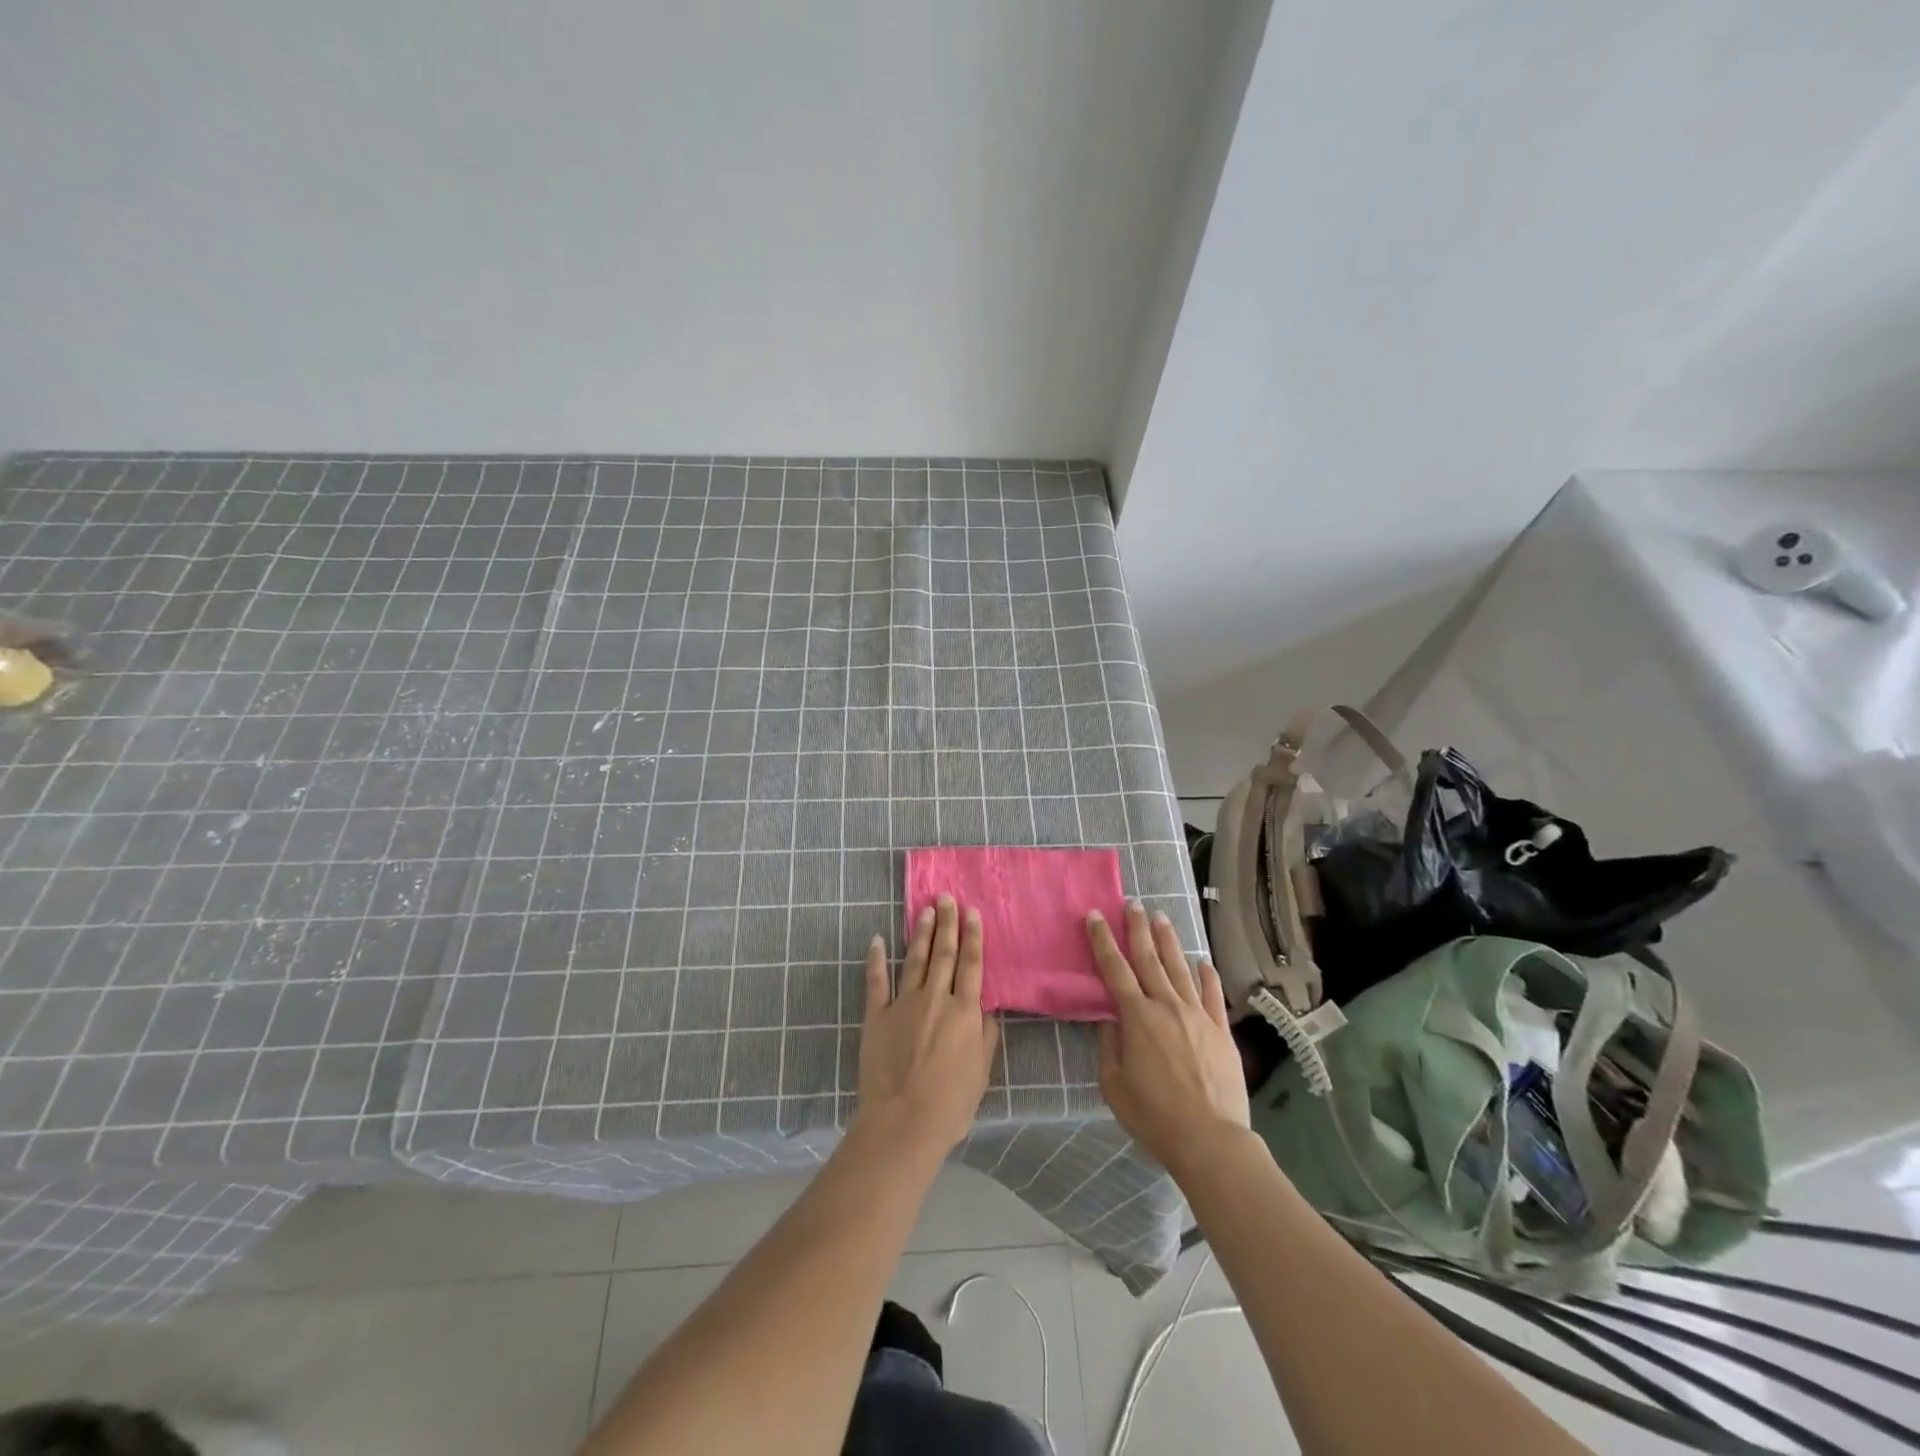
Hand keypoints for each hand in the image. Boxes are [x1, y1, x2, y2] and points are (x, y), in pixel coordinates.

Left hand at [855, 895, 1000, 1157]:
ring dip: (920, 933)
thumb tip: (987, 1009)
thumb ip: (985, 1037)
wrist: (903, 1123)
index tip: (972, 912)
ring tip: (925, 910)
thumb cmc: (950, 1105)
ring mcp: (903, 1004)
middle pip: (943, 953)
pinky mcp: (876, 1015)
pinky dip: (876, 958)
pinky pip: (876, 981)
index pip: (971, 964)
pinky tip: (878, 939)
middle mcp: (936, 998)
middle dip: (947, 922)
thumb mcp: (981, 1073)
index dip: (973, 936)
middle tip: (947, 897)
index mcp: (964, 1012)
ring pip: (915, 959)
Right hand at [1089, 904, 1249, 1172]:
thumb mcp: (1114, 1085)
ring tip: (1162, 918)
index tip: (1095, 916)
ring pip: (1181, 969)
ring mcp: (1198, 1016)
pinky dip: (1207, 976)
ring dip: (1169, 942)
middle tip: (1132, 904)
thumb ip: (1109, 1047)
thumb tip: (1109, 1019)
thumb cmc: (1154, 1116)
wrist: (1210, 1139)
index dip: (1102, 940)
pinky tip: (1204, 961)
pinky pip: (1213, 995)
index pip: (1114, 969)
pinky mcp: (1221, 1031)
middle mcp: (1167, 1006)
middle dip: (1137, 929)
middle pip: (1149, 959)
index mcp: (1137, 1018)